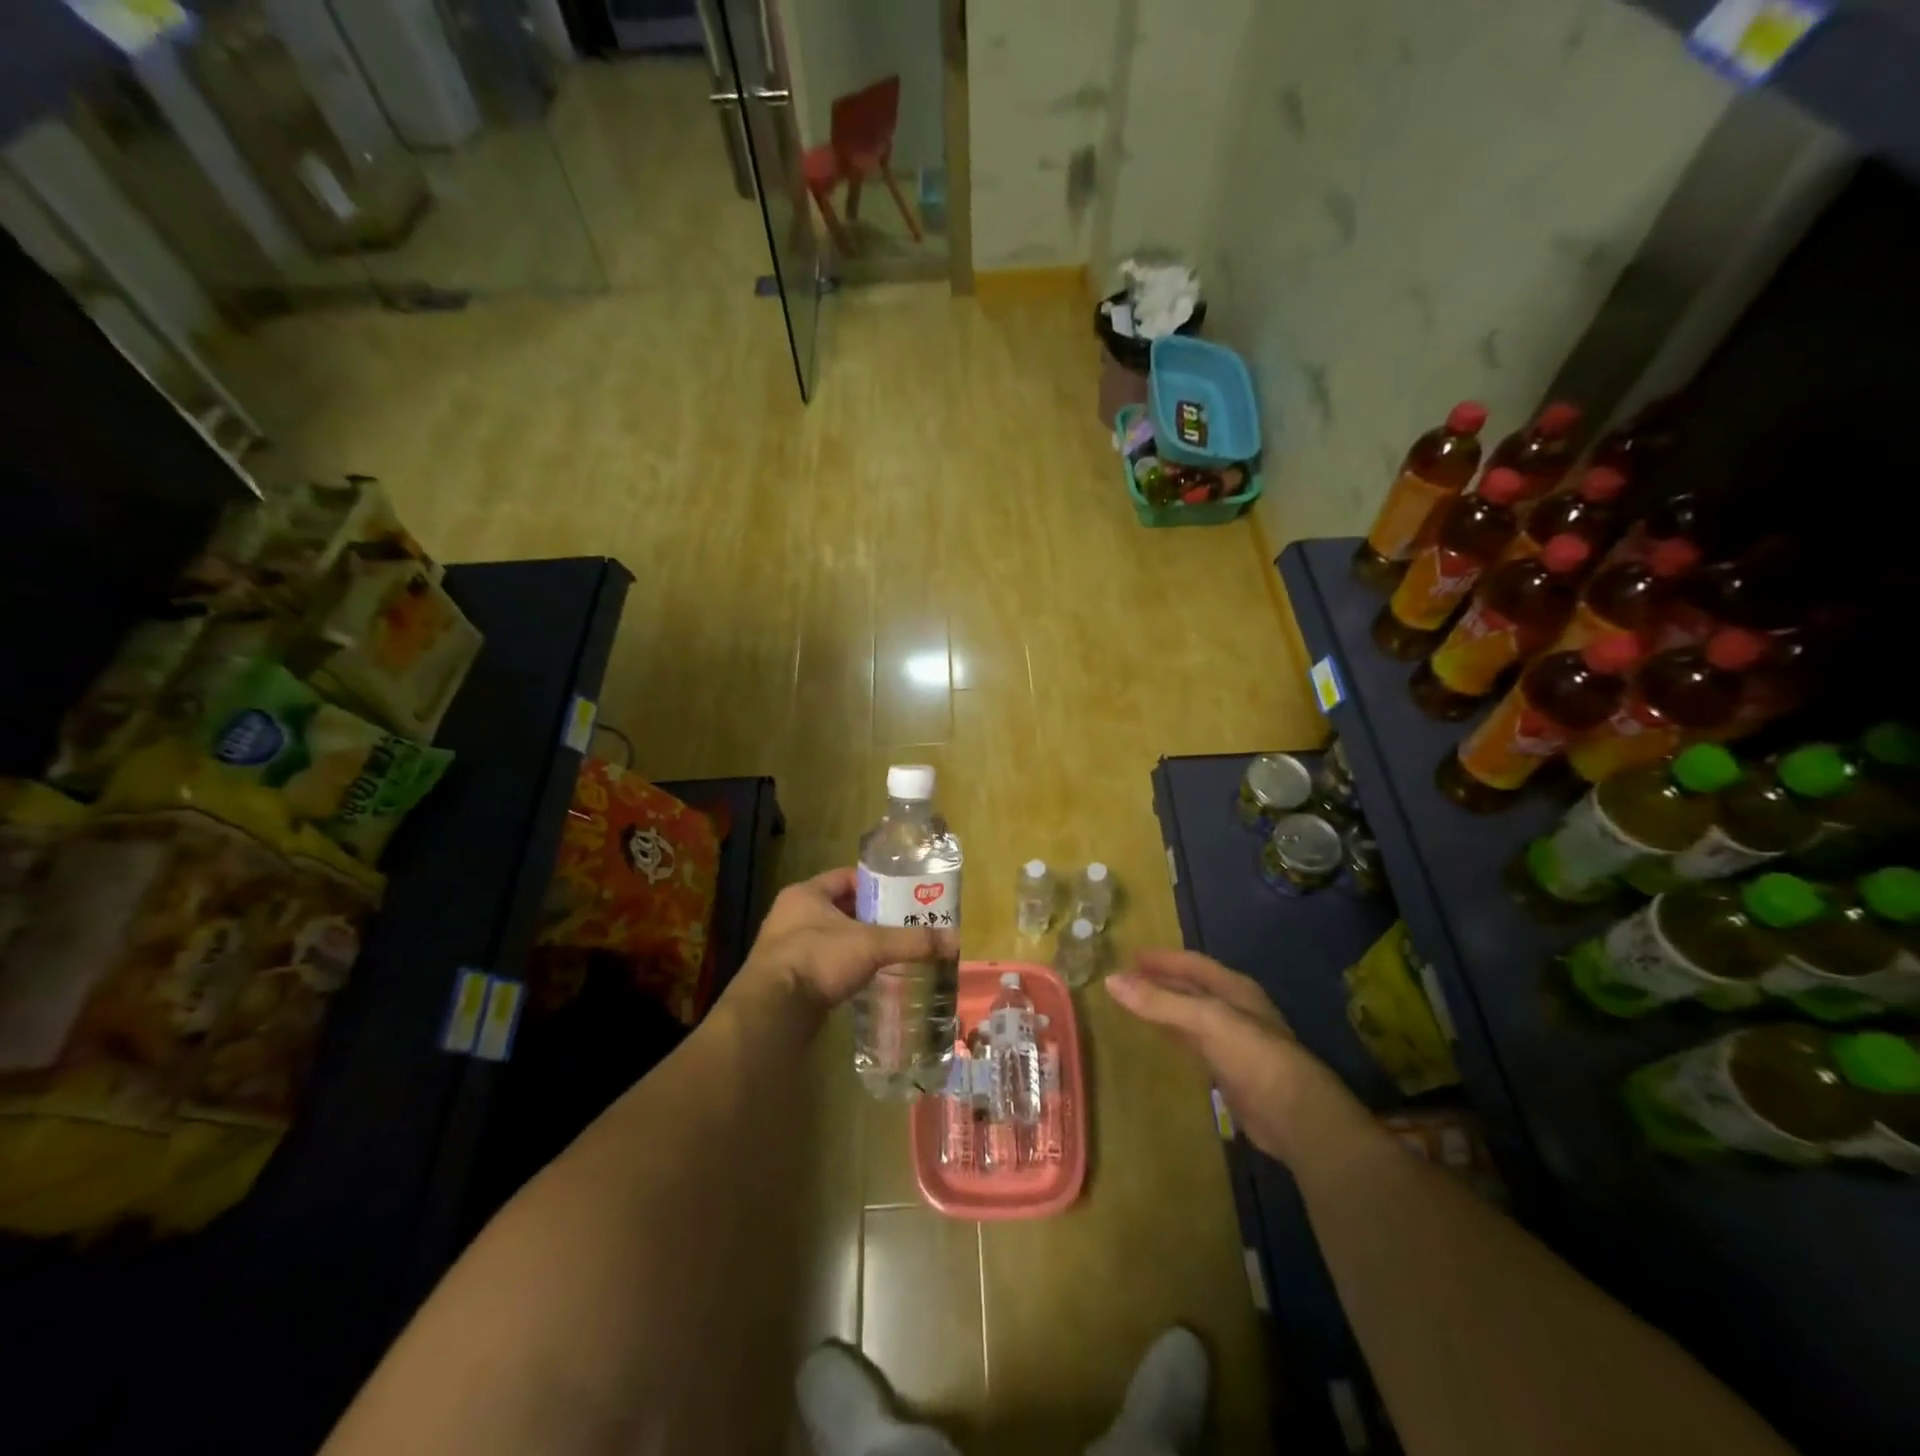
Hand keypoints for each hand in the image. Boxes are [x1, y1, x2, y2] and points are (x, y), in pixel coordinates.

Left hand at [742, 868, 950, 1009]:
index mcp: (806, 894)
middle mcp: (791, 915)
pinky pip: (822, 963)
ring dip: (856, 943)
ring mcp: (785, 947)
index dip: (876, 883)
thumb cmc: (818, 961)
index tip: (902, 895)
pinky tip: (865, 977)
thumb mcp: (872, 945)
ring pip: (831, 937)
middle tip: (902, 924)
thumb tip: (953, 940)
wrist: (773, 1013)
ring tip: (889, 951)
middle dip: (870, 916)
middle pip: (840, 907)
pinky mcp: (787, 977)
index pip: (846, 877)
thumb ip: (911, 940)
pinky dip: (843, 966)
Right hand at [1105, 949, 1366, 1165]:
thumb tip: (1110, 980)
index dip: (1162, 958)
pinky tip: (1160, 1039)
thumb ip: (1159, 1001)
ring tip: (1134, 1003)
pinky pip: (1194, 1043)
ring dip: (1165, 1007)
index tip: (1129, 955)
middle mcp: (1235, 1009)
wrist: (1296, 1118)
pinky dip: (1174, 1034)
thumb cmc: (1253, 1056)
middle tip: (1125, 978)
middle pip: (1191, 987)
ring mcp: (1234, 1041)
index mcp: (1234, 989)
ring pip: (1191, 1015)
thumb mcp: (1205, 1020)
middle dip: (1160, 981)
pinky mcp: (1231, 1071)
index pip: (1192, 963)